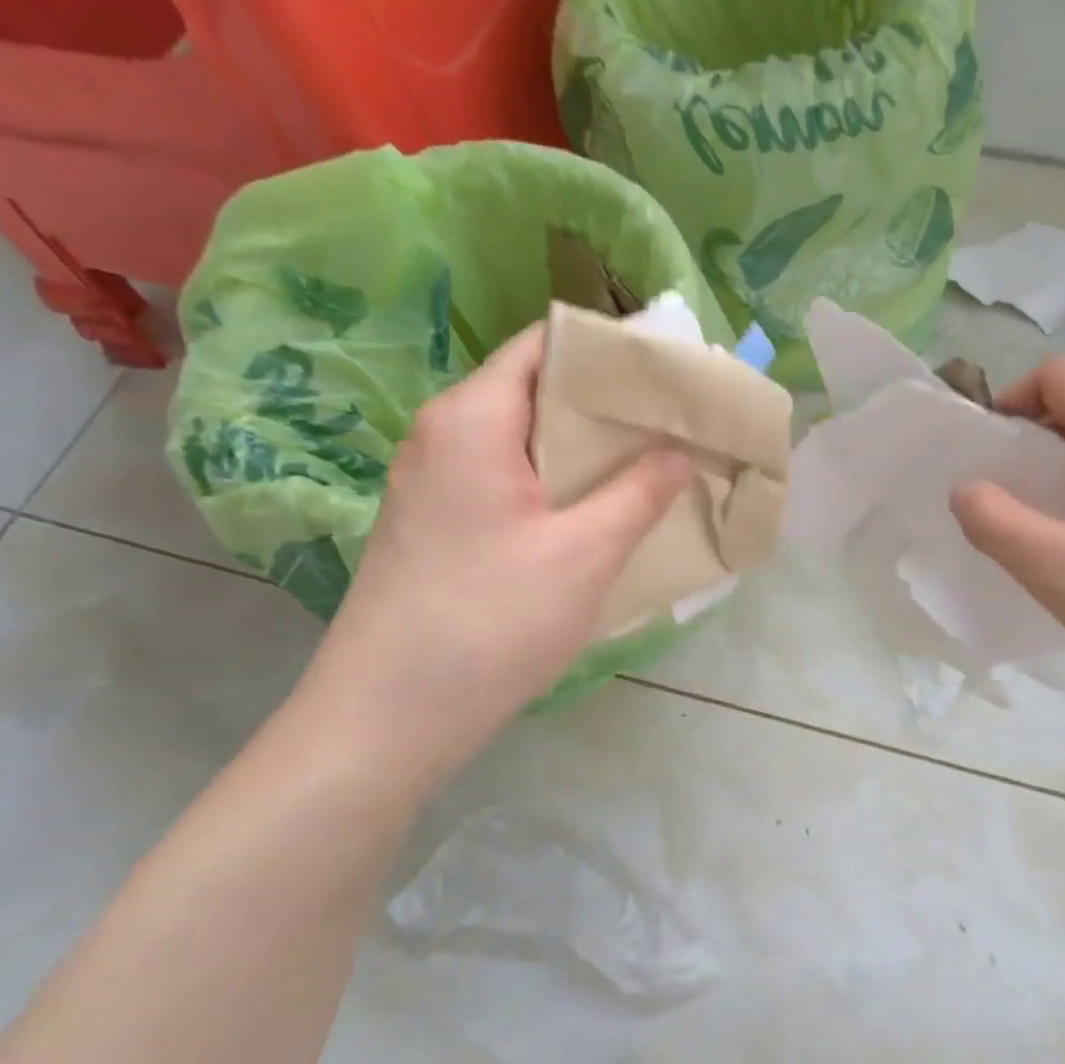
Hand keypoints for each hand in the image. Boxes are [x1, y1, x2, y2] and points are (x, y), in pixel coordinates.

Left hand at [293, 325, 690, 784]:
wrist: (385, 719)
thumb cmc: (490, 622)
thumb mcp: (585, 553)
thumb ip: (640, 491)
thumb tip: (679, 450)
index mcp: (472, 417)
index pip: (549, 345)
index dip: (614, 352)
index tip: (673, 373)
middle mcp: (444, 433)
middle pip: (537, 389)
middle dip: (609, 403)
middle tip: (677, 423)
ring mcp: (434, 479)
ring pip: (524, 438)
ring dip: (585, 448)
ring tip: (652, 463)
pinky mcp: (436, 521)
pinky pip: (507, 477)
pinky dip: (557, 481)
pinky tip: (599, 510)